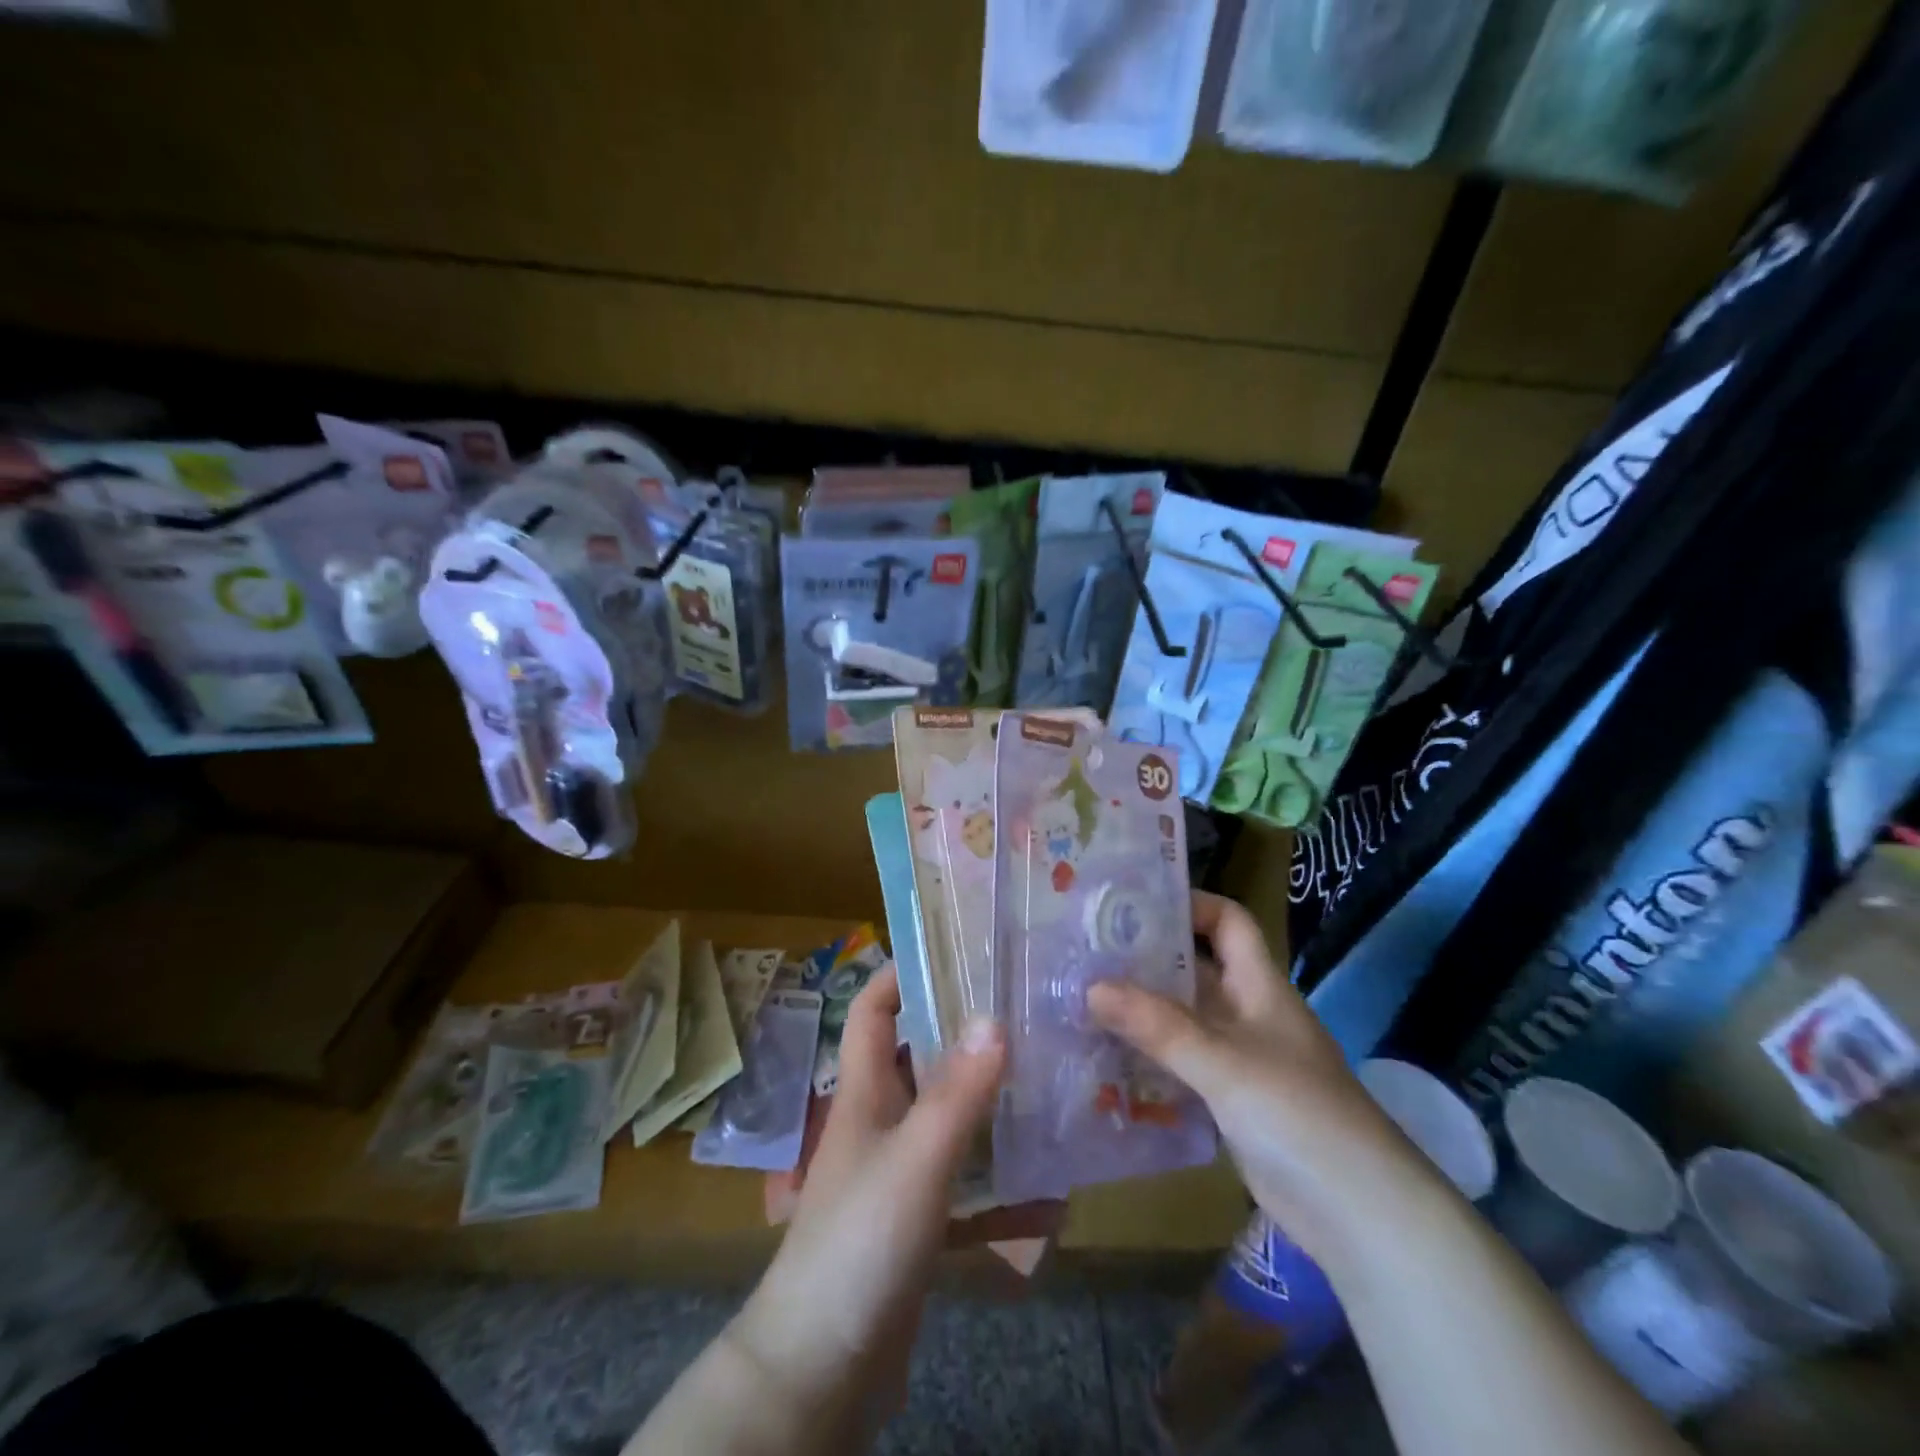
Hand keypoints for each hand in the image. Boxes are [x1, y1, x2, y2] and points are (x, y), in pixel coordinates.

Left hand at [727, 967, 1005, 1438]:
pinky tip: (1046, 1188)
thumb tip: (995, 1016)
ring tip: (1046, 1080)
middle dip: (963, 1032)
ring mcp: (895, 1172)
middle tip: (1023, 1011)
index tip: (954, 950)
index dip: (901, 973)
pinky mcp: (914, 1221)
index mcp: (864, 1091)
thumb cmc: (858, 1243)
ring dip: (987, 1104)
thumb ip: (957, 1092)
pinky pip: (962, 1184)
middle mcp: (878, 1120)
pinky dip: (997, 1183)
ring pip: (946, 1118)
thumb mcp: (915, 1160)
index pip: (873, 1009)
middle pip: (918, 1056)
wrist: (819, 1368)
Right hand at [1088, 892, 1415, 1258]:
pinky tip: (1105, 1063)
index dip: (1190, 904)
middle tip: (1086, 954)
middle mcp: (1248, 1014)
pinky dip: (1148, 1061)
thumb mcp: (1224, 1062)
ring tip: (1081, 1003)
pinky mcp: (1230, 1103)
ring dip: (1139, 1013)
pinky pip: (1181, 1067)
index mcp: (1259, 986)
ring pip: (1182, 1021)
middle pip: (1194, 970)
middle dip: (1145, 960)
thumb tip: (1090, 987)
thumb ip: (1157, 1026)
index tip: (1133, 903)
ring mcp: (1239, 1060)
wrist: (1360, 1214)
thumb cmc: (1298, 1114)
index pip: (1227, 922)